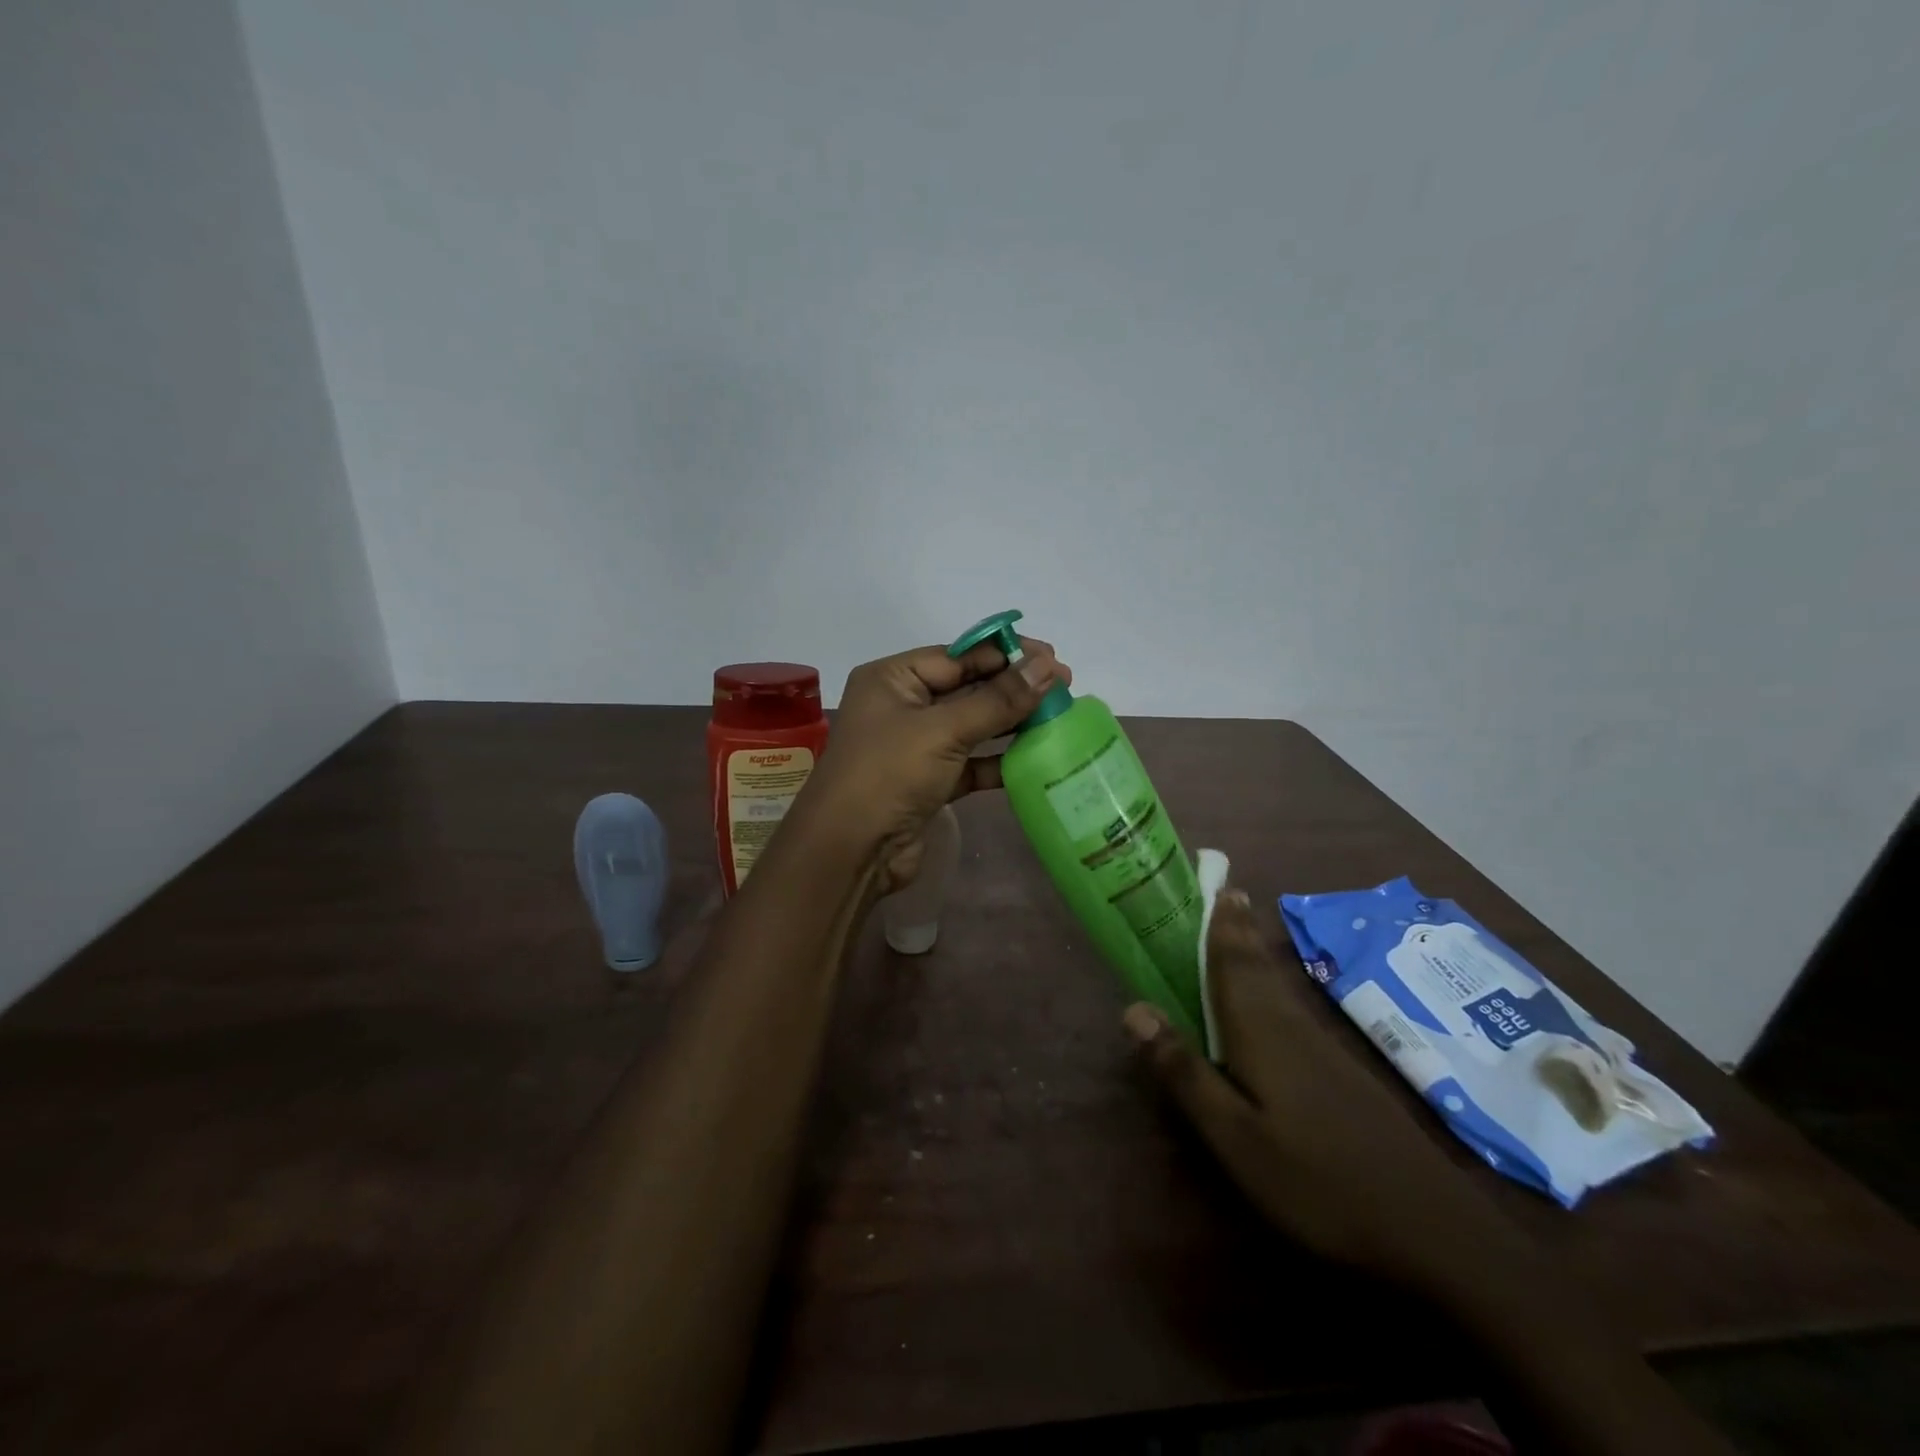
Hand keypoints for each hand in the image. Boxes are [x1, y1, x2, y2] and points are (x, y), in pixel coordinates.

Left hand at [792, 638, 1069, 894]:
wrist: (851, 852)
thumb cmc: (889, 774)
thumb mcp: (944, 730)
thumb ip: (999, 699)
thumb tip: (1048, 666)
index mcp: (892, 679)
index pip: (957, 655)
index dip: (1005, 654)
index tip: (1052, 658)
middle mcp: (902, 706)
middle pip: (967, 688)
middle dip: (1013, 688)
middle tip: (1064, 689)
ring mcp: (915, 747)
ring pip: (972, 726)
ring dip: (1011, 723)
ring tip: (1058, 718)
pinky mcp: (929, 782)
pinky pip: (971, 762)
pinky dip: (999, 760)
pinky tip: (1035, 758)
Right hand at [1125, 890, 1513, 1288]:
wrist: (1434, 1232)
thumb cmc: (1318, 1183)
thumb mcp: (1236, 1139)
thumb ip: (1185, 1072)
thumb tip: (1134, 1008)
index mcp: (1261, 1034)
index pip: (1233, 965)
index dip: (1221, 926)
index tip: (1215, 885)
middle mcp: (1292, 1028)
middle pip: (1259, 968)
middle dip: (1240, 931)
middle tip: (1228, 893)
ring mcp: (1324, 1051)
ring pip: (1280, 988)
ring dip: (1256, 955)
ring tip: (1243, 931)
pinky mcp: (1344, 1075)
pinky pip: (1294, 1011)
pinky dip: (1276, 988)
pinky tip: (1275, 1003)